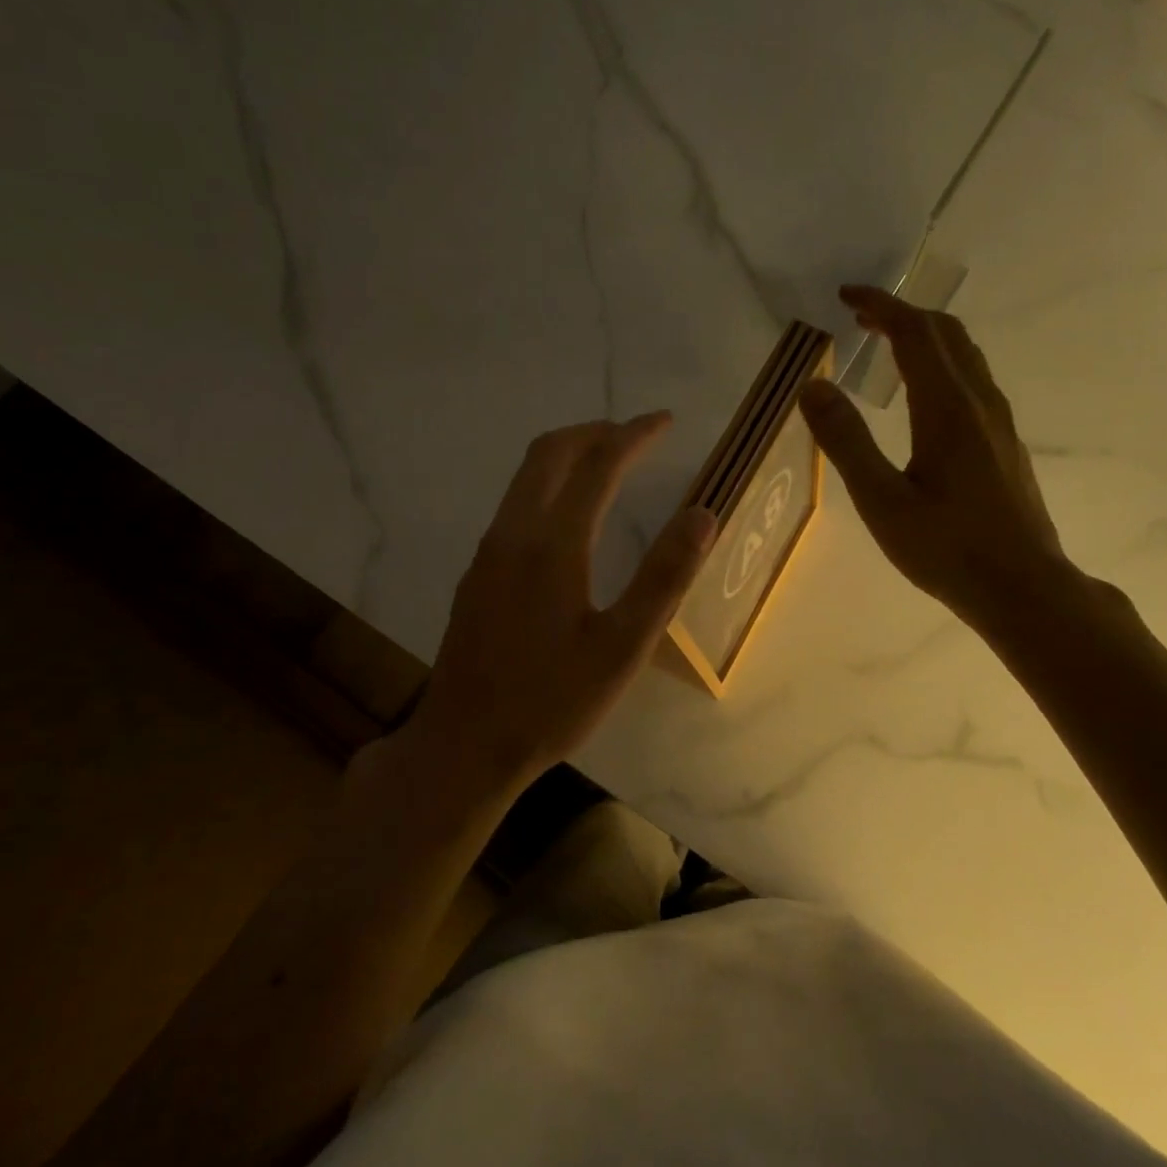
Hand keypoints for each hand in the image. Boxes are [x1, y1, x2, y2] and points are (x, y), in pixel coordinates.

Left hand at [401, 414, 715, 786]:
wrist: (463, 745)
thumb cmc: (551, 701)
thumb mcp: (623, 647)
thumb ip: (664, 577)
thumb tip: (702, 514)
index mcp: (552, 544)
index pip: (597, 465)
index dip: (633, 435)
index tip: (664, 421)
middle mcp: (513, 533)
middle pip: (549, 453)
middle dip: (595, 432)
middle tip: (636, 434)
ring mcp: (488, 552)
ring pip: (525, 476)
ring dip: (568, 455)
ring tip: (609, 462)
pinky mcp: (477, 574)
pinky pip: (515, 503)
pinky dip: (549, 484)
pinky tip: (569, 515)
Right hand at [798, 286, 1083, 645]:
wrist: (1023, 587)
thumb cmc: (947, 548)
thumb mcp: (882, 501)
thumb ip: (846, 441)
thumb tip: (812, 386)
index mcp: (947, 408)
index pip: (914, 333)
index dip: (881, 306)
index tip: (846, 295)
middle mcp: (979, 402)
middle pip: (946, 333)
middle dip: (902, 313)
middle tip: (860, 316)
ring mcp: (999, 422)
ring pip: (965, 355)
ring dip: (925, 336)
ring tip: (886, 344)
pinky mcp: (1005, 443)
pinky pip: (973, 379)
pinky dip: (941, 362)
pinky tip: (921, 395)